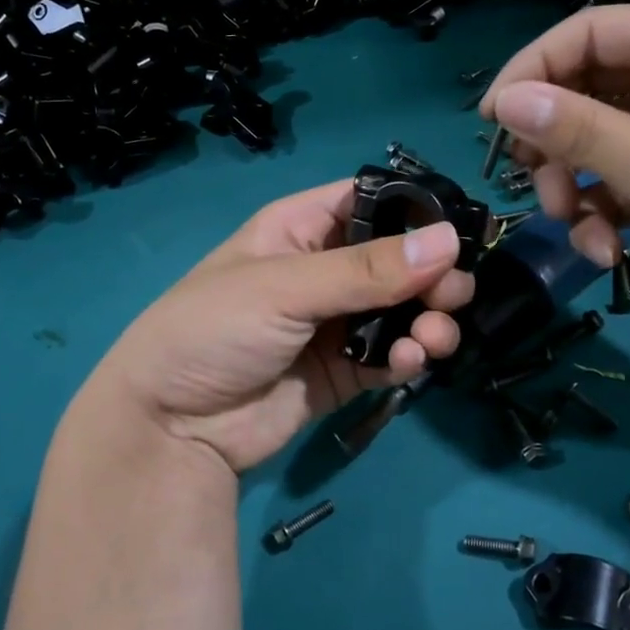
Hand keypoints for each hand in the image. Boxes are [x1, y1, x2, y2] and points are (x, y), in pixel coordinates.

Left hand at [60, 179, 475, 473]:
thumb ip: (367, 269)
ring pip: (402, 310)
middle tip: (453, 296)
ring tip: (434, 338)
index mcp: (301, 229)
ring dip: (428, 320)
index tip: (458, 233)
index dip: (415, 211)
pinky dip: (408, 358)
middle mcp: (324, 270)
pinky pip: (390, 355)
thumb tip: (448, 240)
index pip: (371, 201)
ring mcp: (336, 323)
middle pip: (398, 259)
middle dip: (432, 275)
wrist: (171, 427)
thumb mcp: (286, 287)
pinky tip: (408, 364)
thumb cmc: (214, 330)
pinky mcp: (344, 371)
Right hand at [481, 2, 629, 355]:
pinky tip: (607, 252)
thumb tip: (504, 100)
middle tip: (538, 188)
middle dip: (556, 142)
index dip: (533, 71)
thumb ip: (581, 130)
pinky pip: (623, 180)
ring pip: (600, 141)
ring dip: (576, 185)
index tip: (491, 122)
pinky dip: (605, 213)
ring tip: (575, 228)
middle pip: (590, 88)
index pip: (591, 32)